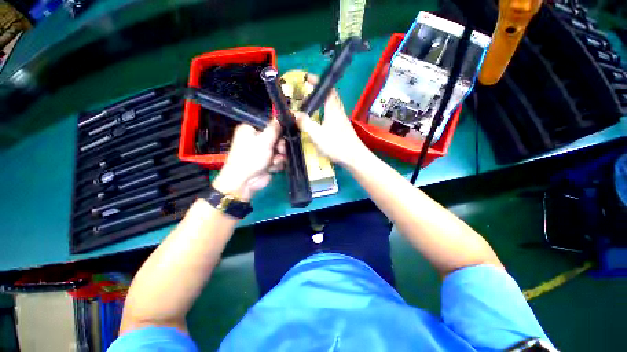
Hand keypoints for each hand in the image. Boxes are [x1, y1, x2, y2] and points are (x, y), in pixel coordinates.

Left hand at [213, 120, 284, 201]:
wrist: (245, 182)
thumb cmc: (251, 157)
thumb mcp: (264, 140)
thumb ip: (274, 128)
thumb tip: (281, 117)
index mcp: (251, 129)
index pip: (269, 124)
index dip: (279, 128)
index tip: (286, 132)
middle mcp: (256, 139)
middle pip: (276, 137)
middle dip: (280, 145)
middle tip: (281, 149)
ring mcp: (262, 151)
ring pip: (279, 149)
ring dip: (279, 156)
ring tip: (275, 160)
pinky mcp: (267, 162)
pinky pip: (278, 159)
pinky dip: (277, 163)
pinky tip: (272, 167)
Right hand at [294, 74, 369, 166]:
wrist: (354, 158)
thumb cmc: (337, 145)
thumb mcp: (318, 135)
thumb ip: (306, 124)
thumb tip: (295, 114)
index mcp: (333, 109)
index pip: (328, 89)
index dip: (318, 81)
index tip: (307, 78)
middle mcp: (339, 112)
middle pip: (330, 96)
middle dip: (319, 92)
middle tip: (306, 94)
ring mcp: (342, 120)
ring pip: (331, 107)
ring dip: (321, 103)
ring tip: (310, 106)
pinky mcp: (342, 129)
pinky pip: (332, 116)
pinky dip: (324, 113)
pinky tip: (319, 122)